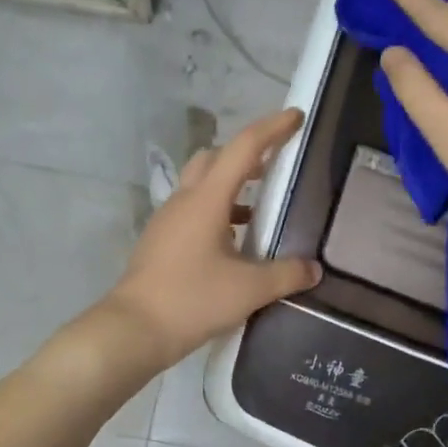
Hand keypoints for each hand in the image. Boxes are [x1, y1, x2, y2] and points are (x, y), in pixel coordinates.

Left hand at [100, 108, 321, 367]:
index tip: (296, 117)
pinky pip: (193, 209)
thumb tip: (313, 268)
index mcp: (206, 199)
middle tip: (276, 164)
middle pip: (215, 157)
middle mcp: (185, 200)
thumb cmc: (192, 300)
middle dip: (247, 153)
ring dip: (231, 184)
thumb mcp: (248, 289)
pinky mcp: (161, 240)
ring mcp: (168, 220)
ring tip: (261, 206)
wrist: (133, 329)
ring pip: (201, 183)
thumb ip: (286, 274)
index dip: (272, 128)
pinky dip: (218, 210)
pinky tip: (235, 240)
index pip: (243, 148)